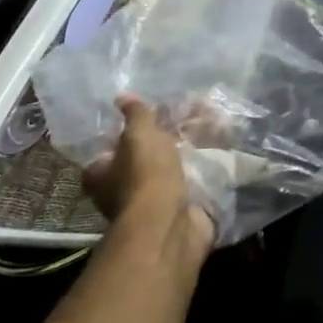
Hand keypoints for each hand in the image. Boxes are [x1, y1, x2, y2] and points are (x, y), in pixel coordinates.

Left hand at [83, 95, 213, 253]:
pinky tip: (221, 149)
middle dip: (166, 138)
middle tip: (188, 116)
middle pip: (143, 157)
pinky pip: (192, 180)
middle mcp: (121, 190)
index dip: (126, 132)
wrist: (170, 225)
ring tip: (213, 124)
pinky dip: (205, 167)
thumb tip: (122, 96)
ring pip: (171, 167)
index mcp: (101, 174)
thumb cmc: (145, 176)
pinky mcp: (179, 209)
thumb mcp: (138, 135)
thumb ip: (135, 115)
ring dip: (190, 150)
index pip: (109, 148)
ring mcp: (152, 202)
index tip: (150, 116)